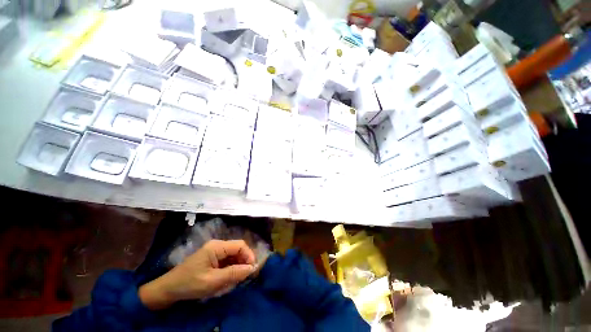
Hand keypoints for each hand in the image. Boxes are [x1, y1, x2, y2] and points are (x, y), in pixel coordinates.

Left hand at [139, 240, 255, 309]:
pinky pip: (227, 260)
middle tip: (246, 276)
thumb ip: (233, 273)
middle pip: (238, 249)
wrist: (168, 289)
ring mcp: (215, 251)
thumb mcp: (213, 281)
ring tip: (238, 279)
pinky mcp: (212, 258)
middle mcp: (218, 245)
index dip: (249, 255)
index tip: (252, 270)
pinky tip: (230, 278)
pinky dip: (231, 268)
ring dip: (238, 266)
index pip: (240, 245)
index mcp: (217, 246)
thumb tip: (252, 268)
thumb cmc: (190, 284)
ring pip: (233, 255)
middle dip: (244, 261)